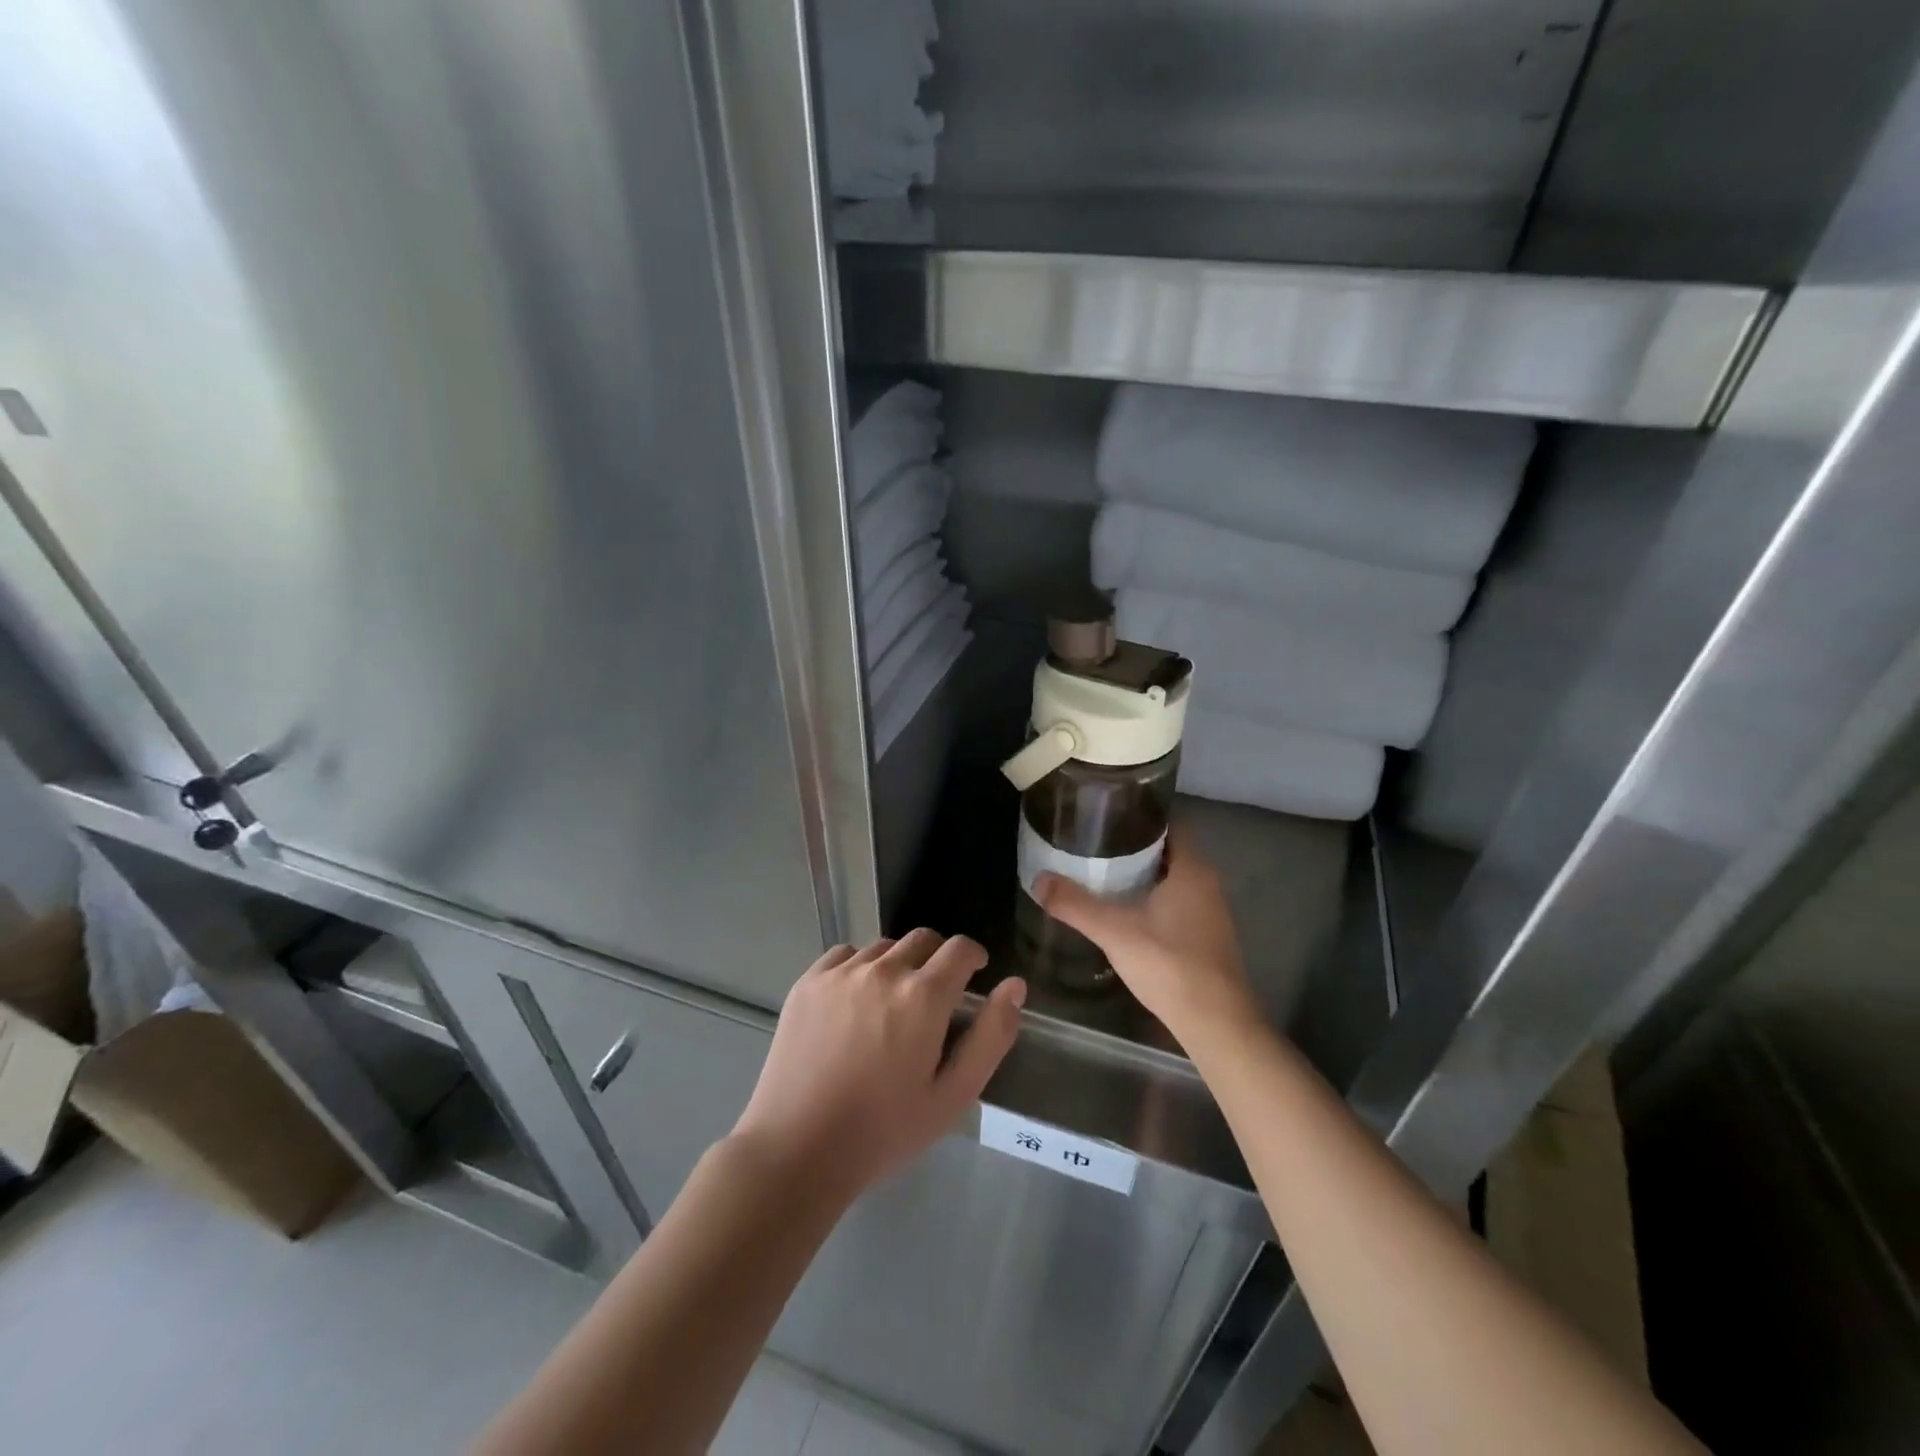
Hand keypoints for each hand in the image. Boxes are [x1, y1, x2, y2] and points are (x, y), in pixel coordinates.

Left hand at [731, 930, 1025, 1202]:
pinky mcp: (808, 981)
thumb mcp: (952, 1095)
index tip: (974, 977)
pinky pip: (845, 955)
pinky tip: (854, 1003)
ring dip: (898, 964)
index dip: (973, 958)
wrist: (797, 1149)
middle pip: (923, 938)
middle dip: (938, 959)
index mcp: (924, 995)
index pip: (960, 948)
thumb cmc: (884, 1130)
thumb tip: (1014, 986)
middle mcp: (883, 970)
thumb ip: (990, 1036)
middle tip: (934, 998)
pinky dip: (859, 967)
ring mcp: (841, 972)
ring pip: (884, 947)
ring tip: (891, 1005)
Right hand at [1034, 826, 1254, 1046]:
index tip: (1106, 815)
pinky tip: (1126, 908)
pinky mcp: (1207, 935)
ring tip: (1102, 870)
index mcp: (1192, 869)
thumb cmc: (1170, 965)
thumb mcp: (1115, 932)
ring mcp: (1210, 911)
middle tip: (1094, 842)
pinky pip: (1177, 900)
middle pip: (1169, 849)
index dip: (1139, 815)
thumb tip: (1038, 880)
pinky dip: (1153, 896)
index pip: (1169, 823)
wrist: (1216, 1024)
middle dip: (1134, 845)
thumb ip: (1075, 905)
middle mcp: (1207, 882)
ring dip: (1143, 872)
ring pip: (1173, 877)